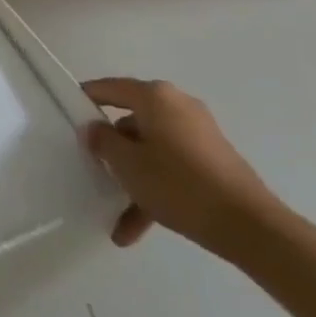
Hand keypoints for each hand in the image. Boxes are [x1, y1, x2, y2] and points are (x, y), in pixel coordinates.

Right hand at [81, 78, 283, 254]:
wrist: (249, 226)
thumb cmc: (178, 184)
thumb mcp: (127, 164)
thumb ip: (103, 141)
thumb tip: (94, 128)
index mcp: (156, 97)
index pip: (111, 88)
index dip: (87, 98)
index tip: (67, 111)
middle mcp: (178, 107)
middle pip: (132, 122)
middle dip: (113, 150)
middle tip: (92, 167)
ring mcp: (198, 135)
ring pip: (151, 151)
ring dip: (132, 180)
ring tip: (114, 215)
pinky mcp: (212, 161)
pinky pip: (172, 169)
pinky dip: (154, 192)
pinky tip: (135, 228)